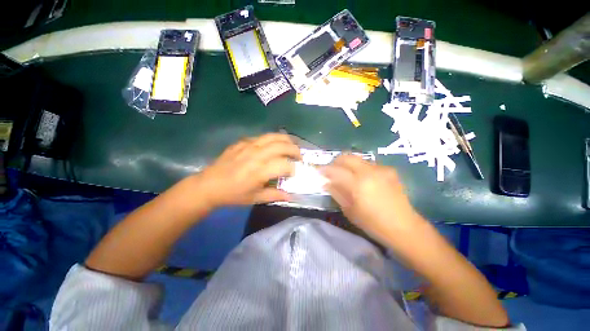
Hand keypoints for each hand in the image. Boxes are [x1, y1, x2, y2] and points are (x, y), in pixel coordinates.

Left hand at [195, 133, 300, 207]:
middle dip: (295, 150)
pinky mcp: (242, 142)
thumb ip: (275, 195)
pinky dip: (273, 139)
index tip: (294, 173)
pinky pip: (262, 136)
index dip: (293, 168)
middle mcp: (256, 155)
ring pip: (273, 136)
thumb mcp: (255, 198)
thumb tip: (290, 195)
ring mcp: (249, 146)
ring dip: (286, 140)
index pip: (285, 165)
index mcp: (260, 171)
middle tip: (299, 157)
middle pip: (282, 146)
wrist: (209, 185)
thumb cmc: (233, 194)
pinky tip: (274, 145)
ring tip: (292, 146)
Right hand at [322, 155, 421, 241]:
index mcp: (358, 183)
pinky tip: (360, 178)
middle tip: (330, 169)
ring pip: (358, 158)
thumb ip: (337, 193)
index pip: (336, 170)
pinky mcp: (389, 170)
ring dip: (348, 163)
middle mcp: (370, 171)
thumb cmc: (374, 223)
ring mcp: (381, 169)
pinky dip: (359, 167)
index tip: (318, 170)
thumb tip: (326, 183)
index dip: (325, 169)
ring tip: (344, 173)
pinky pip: (369, 164)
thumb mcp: (350, 210)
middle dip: (336, 161)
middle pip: (347, 157)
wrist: (404, 227)